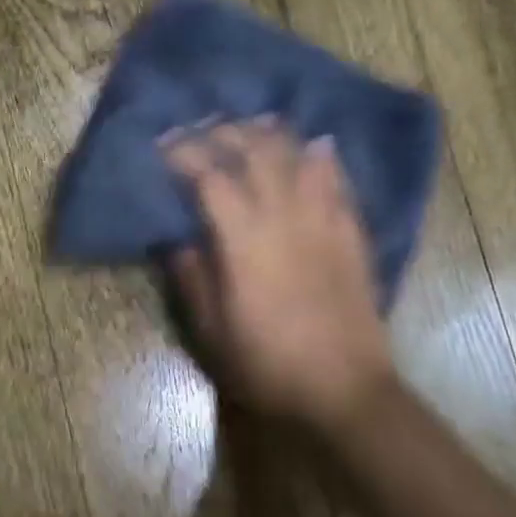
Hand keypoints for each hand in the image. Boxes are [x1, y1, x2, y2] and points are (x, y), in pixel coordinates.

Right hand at [165, 120, 397, 429]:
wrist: (344, 390)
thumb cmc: (267, 364)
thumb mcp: (211, 330)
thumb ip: (193, 276)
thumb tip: (178, 239)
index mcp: (243, 238)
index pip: (210, 176)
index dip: (184, 154)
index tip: (164, 144)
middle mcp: (283, 216)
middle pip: (255, 152)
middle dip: (224, 132)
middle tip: (203, 129)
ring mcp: (323, 220)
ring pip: (297, 157)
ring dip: (270, 134)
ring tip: (251, 126)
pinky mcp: (351, 232)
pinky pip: (336, 180)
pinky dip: (320, 157)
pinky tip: (313, 146)